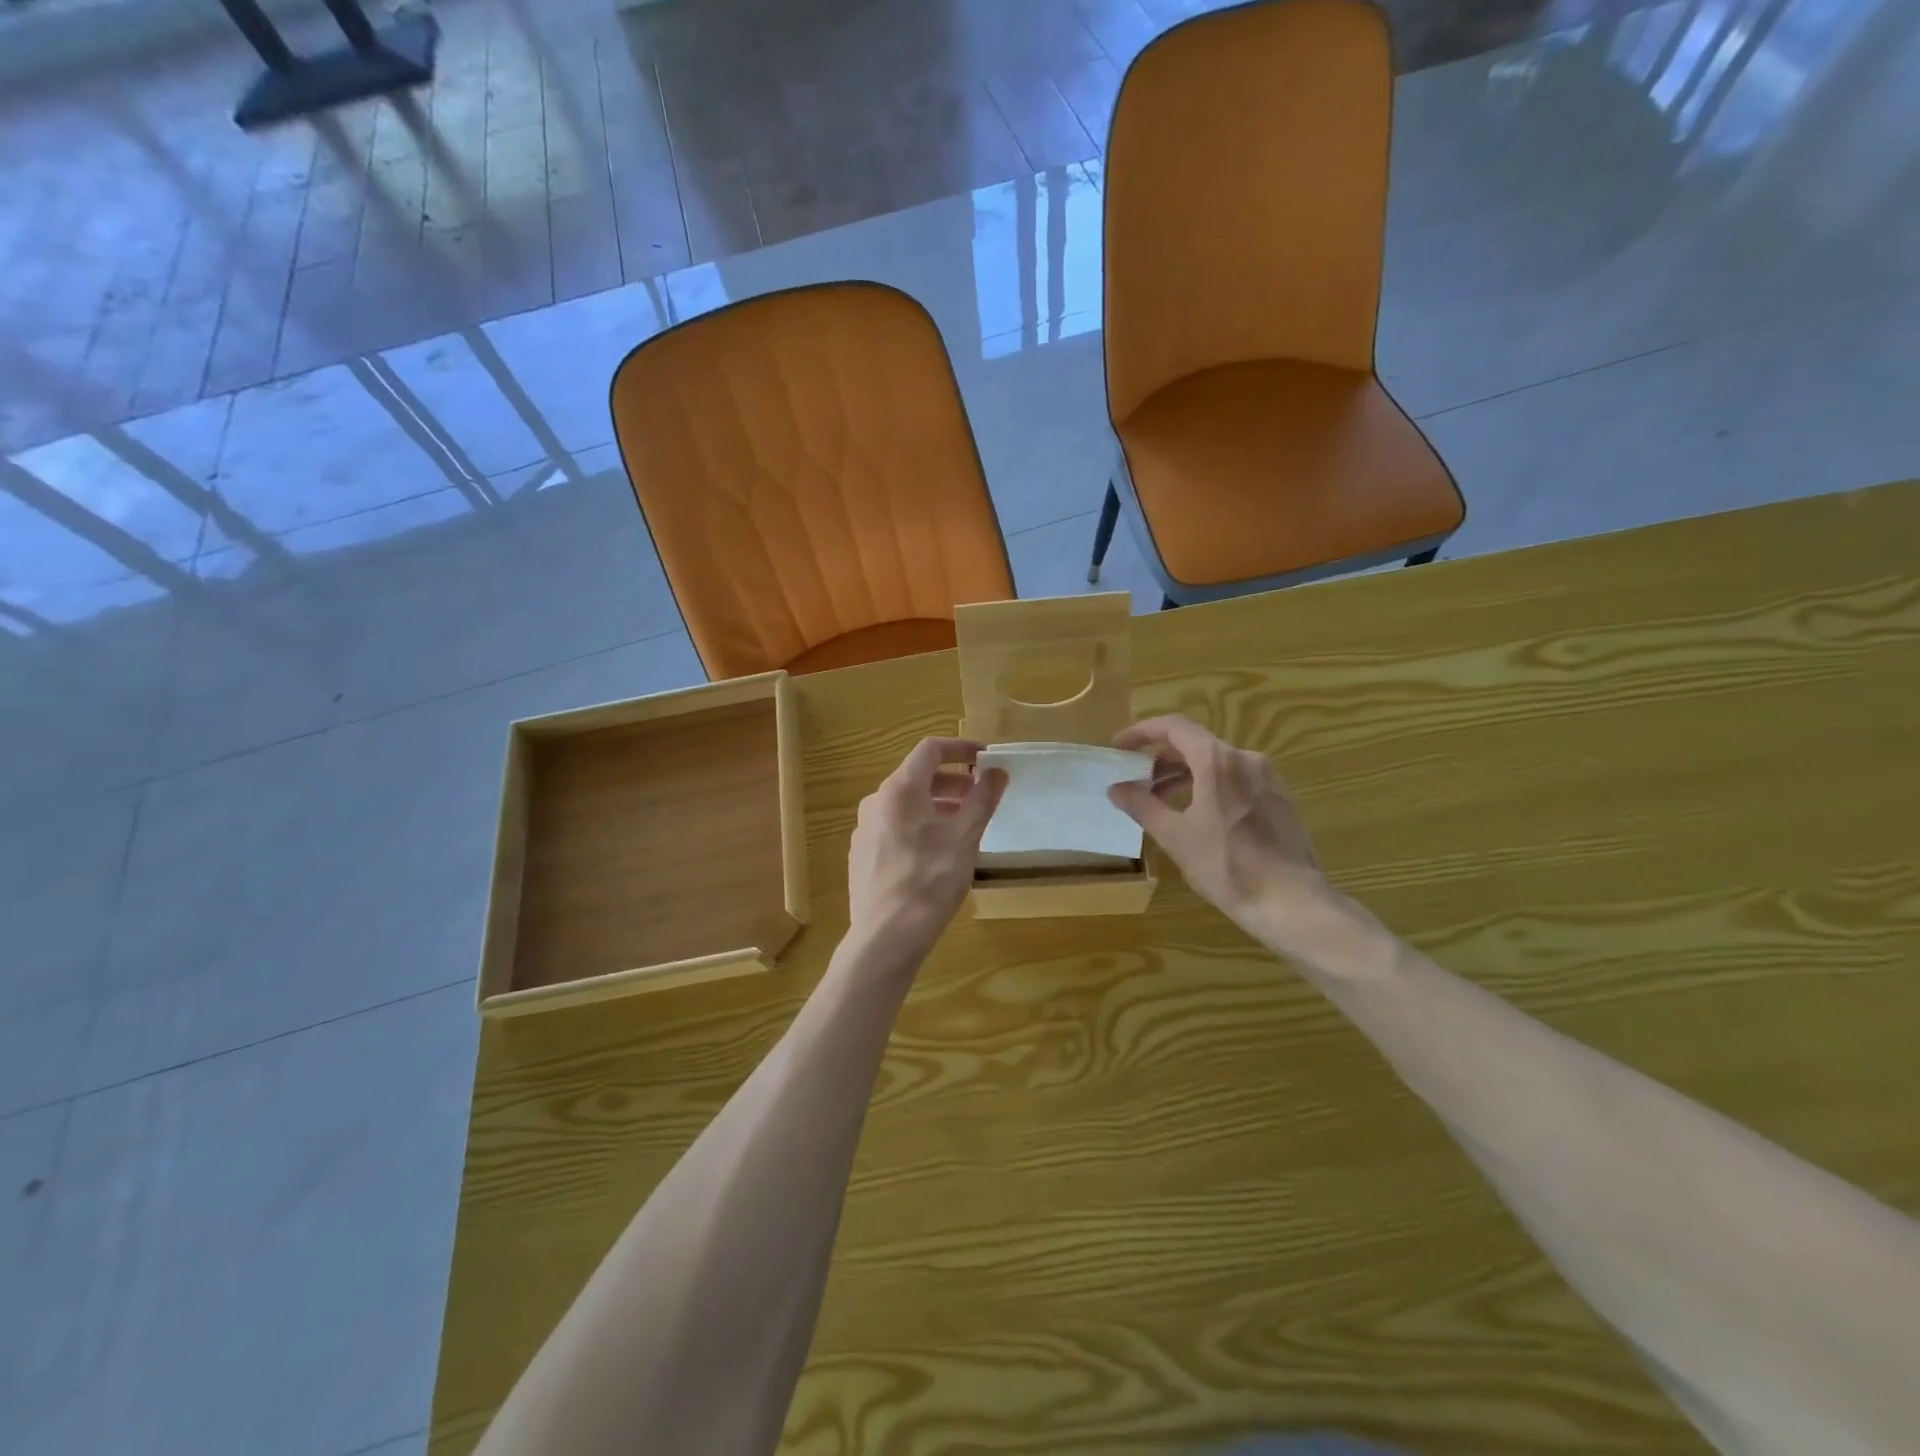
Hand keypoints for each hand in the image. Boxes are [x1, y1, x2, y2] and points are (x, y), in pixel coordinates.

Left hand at [847, 738, 1007, 966]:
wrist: (887, 935)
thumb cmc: (931, 878)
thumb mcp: (966, 836)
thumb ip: (983, 798)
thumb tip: (997, 771)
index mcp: (899, 789)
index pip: (930, 750)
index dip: (961, 748)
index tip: (986, 758)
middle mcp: (876, 801)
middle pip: (916, 777)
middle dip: (952, 781)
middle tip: (980, 794)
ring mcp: (864, 829)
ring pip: (905, 804)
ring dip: (936, 804)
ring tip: (963, 824)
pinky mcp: (862, 855)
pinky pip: (894, 827)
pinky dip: (918, 825)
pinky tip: (936, 852)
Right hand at [1107, 715, 1328, 936]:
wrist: (1291, 902)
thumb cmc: (1226, 865)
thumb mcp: (1175, 836)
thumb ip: (1142, 806)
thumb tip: (1115, 788)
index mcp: (1218, 761)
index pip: (1174, 727)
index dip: (1142, 732)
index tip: (1120, 747)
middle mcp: (1246, 759)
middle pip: (1196, 744)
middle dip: (1161, 758)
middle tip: (1136, 778)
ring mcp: (1267, 778)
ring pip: (1217, 763)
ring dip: (1184, 774)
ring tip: (1161, 799)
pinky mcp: (1279, 798)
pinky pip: (1236, 779)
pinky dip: (1209, 785)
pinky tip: (1197, 814)